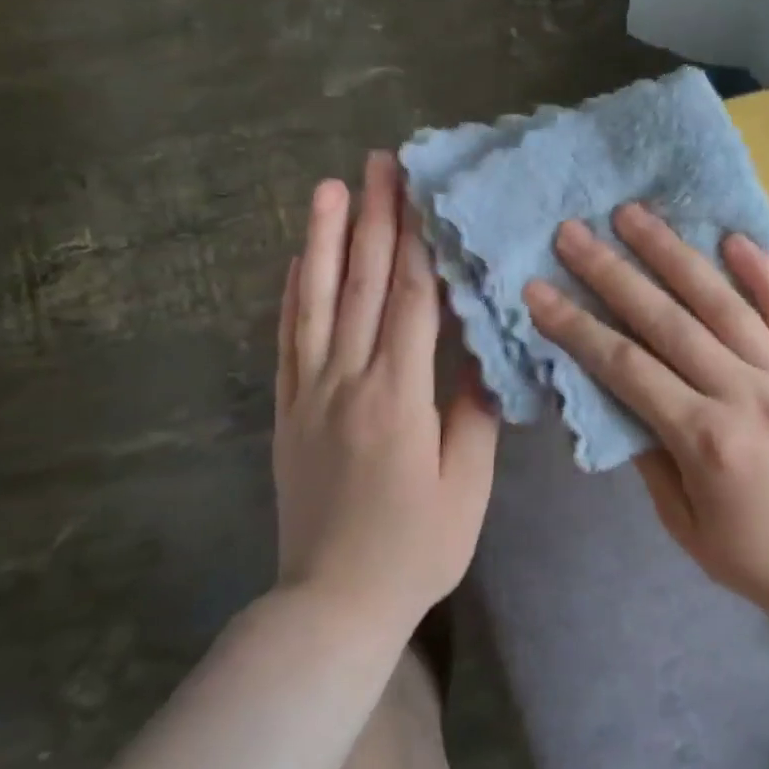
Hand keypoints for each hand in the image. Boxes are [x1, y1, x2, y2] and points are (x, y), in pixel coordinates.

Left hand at [274, 152, 499, 639]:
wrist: (332, 605)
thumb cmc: (415, 550)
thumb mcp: (467, 489)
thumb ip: (473, 413)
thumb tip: (480, 351)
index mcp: (398, 398)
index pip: (409, 301)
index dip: (415, 241)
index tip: (419, 191)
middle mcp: (348, 382)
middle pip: (362, 286)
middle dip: (373, 218)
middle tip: (378, 163)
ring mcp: (310, 394)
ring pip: (316, 302)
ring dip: (324, 241)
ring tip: (329, 189)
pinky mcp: (288, 411)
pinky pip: (288, 342)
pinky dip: (292, 295)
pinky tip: (298, 259)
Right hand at [524, 204, 768, 625]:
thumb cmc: (759, 558)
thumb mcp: (685, 525)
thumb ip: (649, 456)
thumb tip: (620, 394)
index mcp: (706, 440)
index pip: (625, 367)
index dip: (576, 326)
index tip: (538, 289)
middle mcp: (746, 395)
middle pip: (666, 320)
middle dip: (612, 272)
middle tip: (573, 231)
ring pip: (722, 303)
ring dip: (674, 254)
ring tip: (635, 214)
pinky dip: (762, 272)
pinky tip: (732, 237)